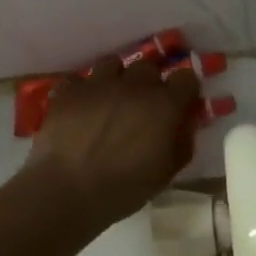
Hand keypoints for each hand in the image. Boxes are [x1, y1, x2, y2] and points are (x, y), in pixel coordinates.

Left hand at [30, 55, 200, 227]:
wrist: (68, 191)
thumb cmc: (124, 188)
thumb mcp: (166, 173)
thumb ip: (183, 142)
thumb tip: (185, 122)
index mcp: (164, 104)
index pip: (186, 77)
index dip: (184, 89)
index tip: (180, 103)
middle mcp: (134, 85)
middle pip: (149, 66)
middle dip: (149, 82)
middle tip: (142, 105)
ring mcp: (98, 83)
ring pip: (113, 64)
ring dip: (116, 78)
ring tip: (110, 99)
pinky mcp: (69, 90)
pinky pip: (78, 78)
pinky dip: (82, 89)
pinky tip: (80, 106)